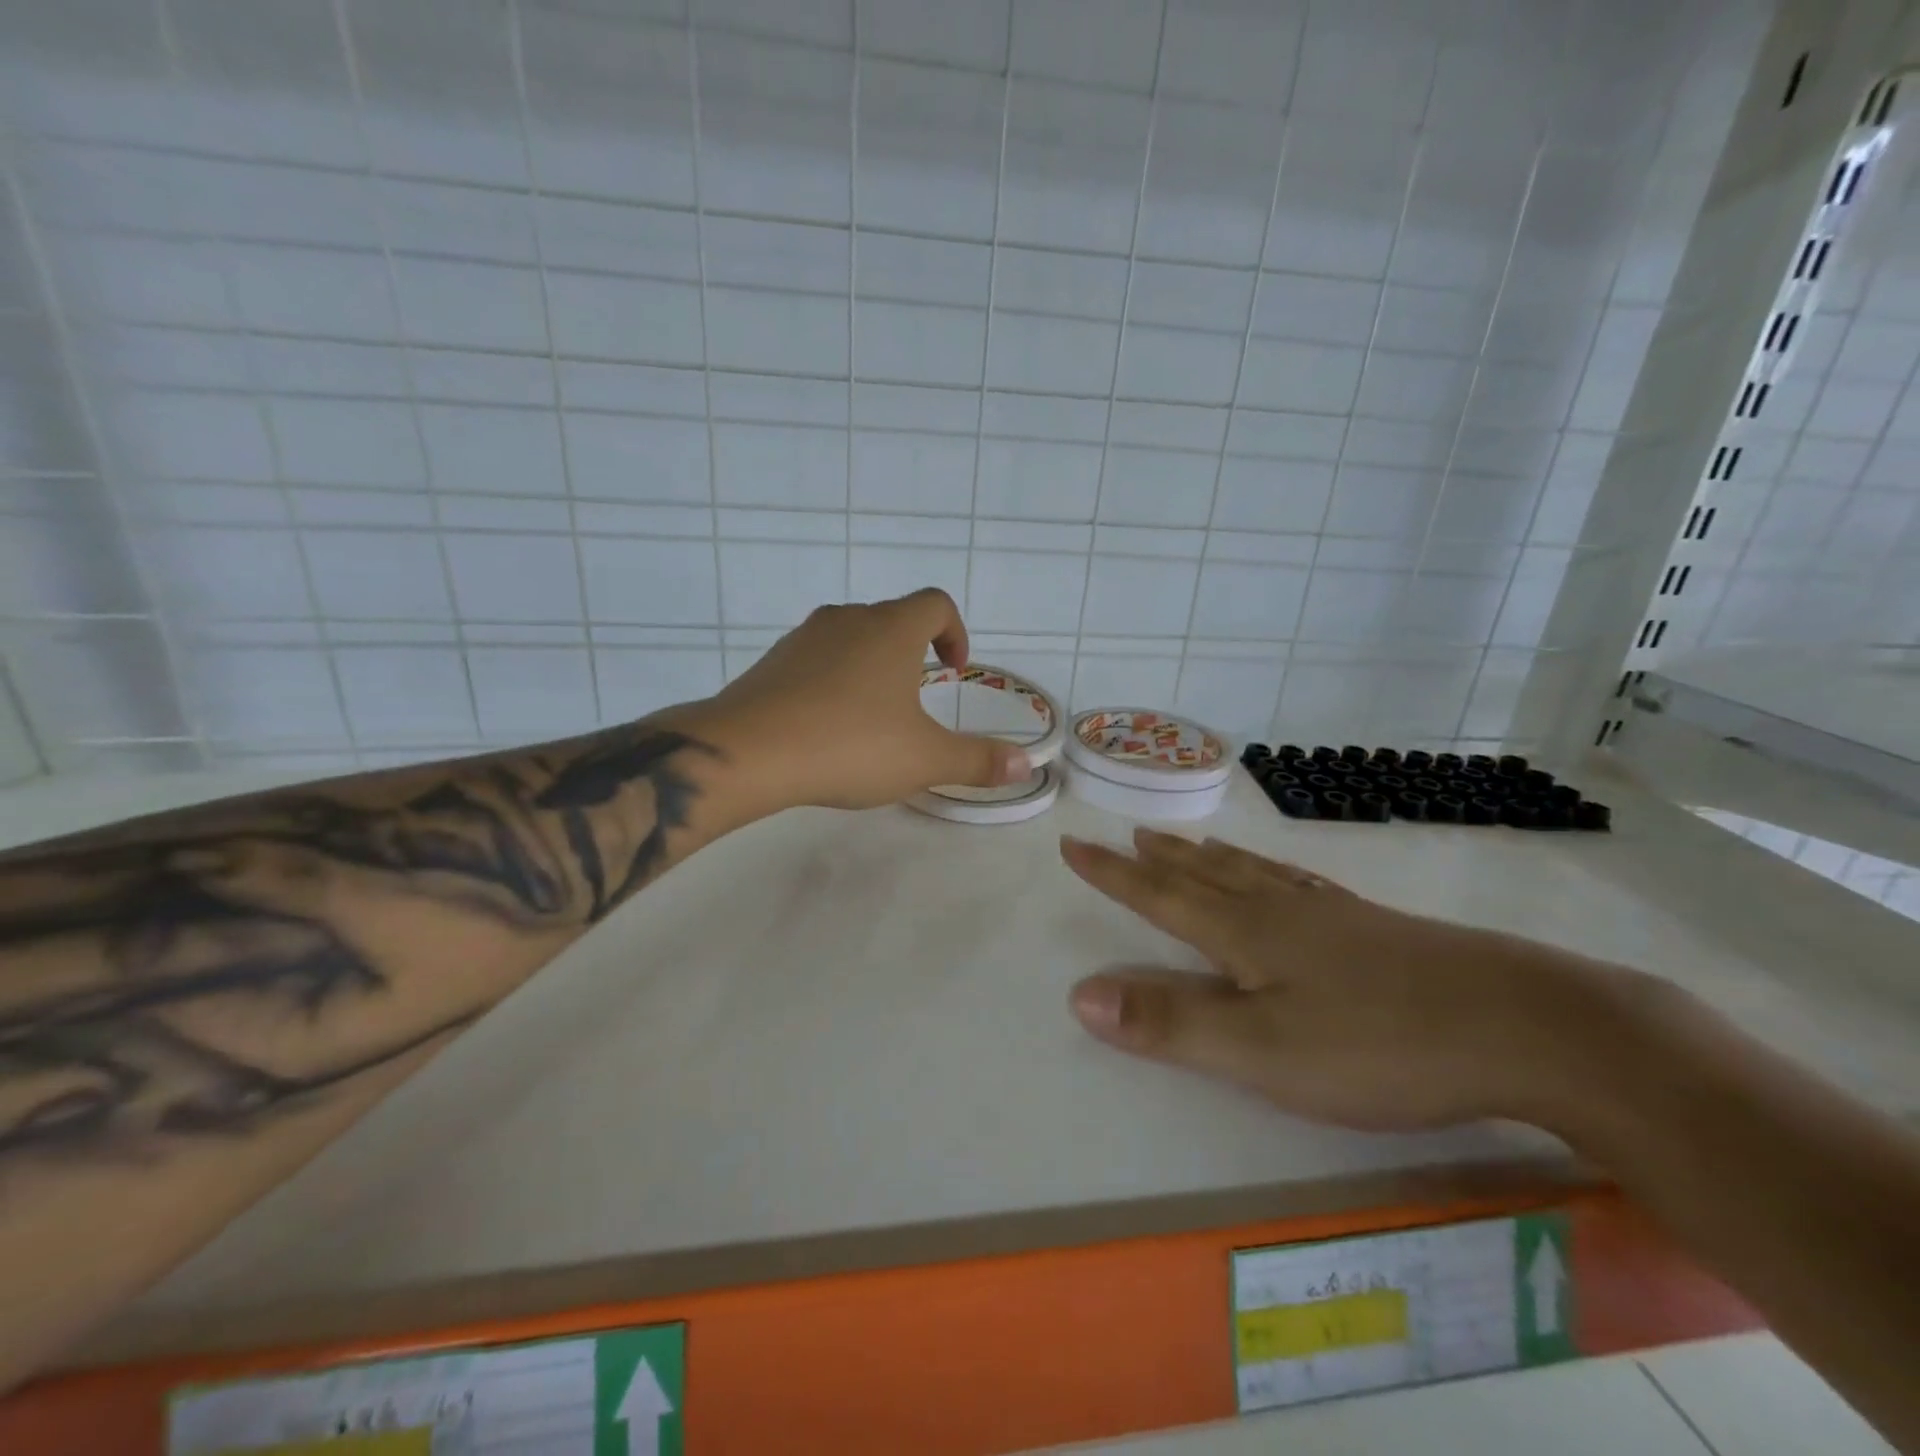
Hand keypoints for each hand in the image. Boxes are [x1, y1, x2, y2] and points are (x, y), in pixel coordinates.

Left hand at [695, 589, 1033, 814]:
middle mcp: (848, 620)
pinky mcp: (771, 661)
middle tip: (917, 698)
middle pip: (892, 618)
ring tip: (872, 714)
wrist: (748, 752)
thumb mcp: (925, 760)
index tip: (953, 669)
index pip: (935, 603)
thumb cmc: (850, 745)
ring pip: (851, 637)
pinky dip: (833, 680)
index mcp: (891, 629)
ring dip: (871, 665)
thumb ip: (978, 761)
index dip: (955, 631)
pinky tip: (827, 725)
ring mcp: (804, 637)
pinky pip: (816, 659)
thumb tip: (1026, 765)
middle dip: (913, 651)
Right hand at [1059, 829, 1636, 1131]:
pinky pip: (1301, 885)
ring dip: (1212, 858)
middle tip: (1132, 836)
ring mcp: (1333, 916)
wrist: (1526, 1026)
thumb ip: (1169, 1024)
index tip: (1074, 844)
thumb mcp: (1261, 1051)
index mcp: (1245, 934)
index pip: (1159, 897)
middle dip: (1160, 860)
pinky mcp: (1377, 930)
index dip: (1111, 875)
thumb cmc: (1379, 1044)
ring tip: (1191, 843)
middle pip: (1205, 876)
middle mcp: (1281, 912)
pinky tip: (1286, 878)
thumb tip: (1079, 994)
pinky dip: (1272, 871)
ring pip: (1254, 875)